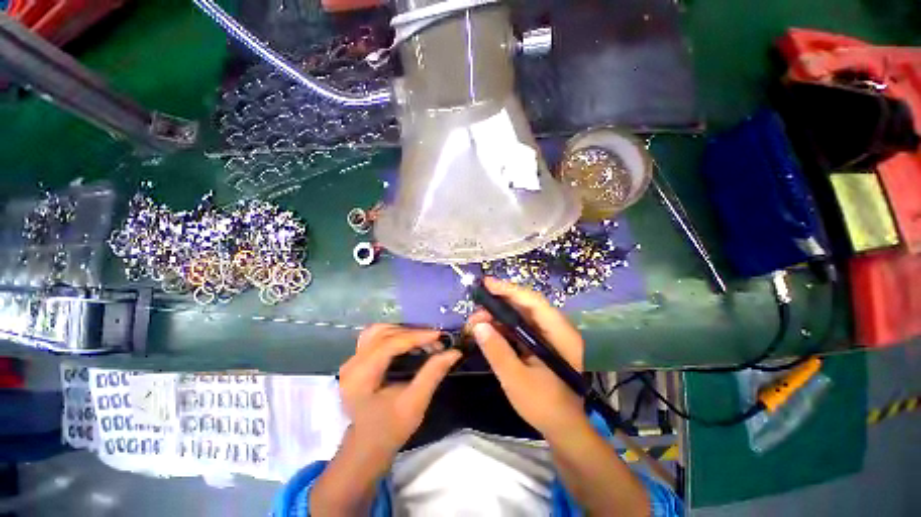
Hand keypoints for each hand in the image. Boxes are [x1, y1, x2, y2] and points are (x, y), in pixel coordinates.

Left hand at [338, 324, 460, 458]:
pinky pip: (375, 336)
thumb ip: (433, 373)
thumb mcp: (415, 403)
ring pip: (378, 331)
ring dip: (402, 331)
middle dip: (411, 333)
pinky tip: (406, 342)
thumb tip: (454, 351)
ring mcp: (352, 360)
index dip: (416, 336)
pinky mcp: (356, 360)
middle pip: (383, 333)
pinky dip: (393, 334)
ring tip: (422, 340)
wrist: (367, 446)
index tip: (438, 336)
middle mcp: (352, 363)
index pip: (389, 344)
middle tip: (433, 341)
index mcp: (361, 376)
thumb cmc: (390, 428)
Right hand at [468, 277, 586, 439]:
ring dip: (498, 316)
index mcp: (561, 335)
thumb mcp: (516, 380)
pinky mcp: (542, 342)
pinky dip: (503, 327)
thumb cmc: (544, 406)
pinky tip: (488, 330)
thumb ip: (497, 351)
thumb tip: (478, 325)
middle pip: (527, 306)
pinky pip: (521, 327)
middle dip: (499, 305)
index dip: (510, 290)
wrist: (564, 428)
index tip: (487, 284)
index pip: (534, 302)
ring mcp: (550, 335)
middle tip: (475, 312)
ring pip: (522, 316)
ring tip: (477, 322)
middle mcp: (558, 329)